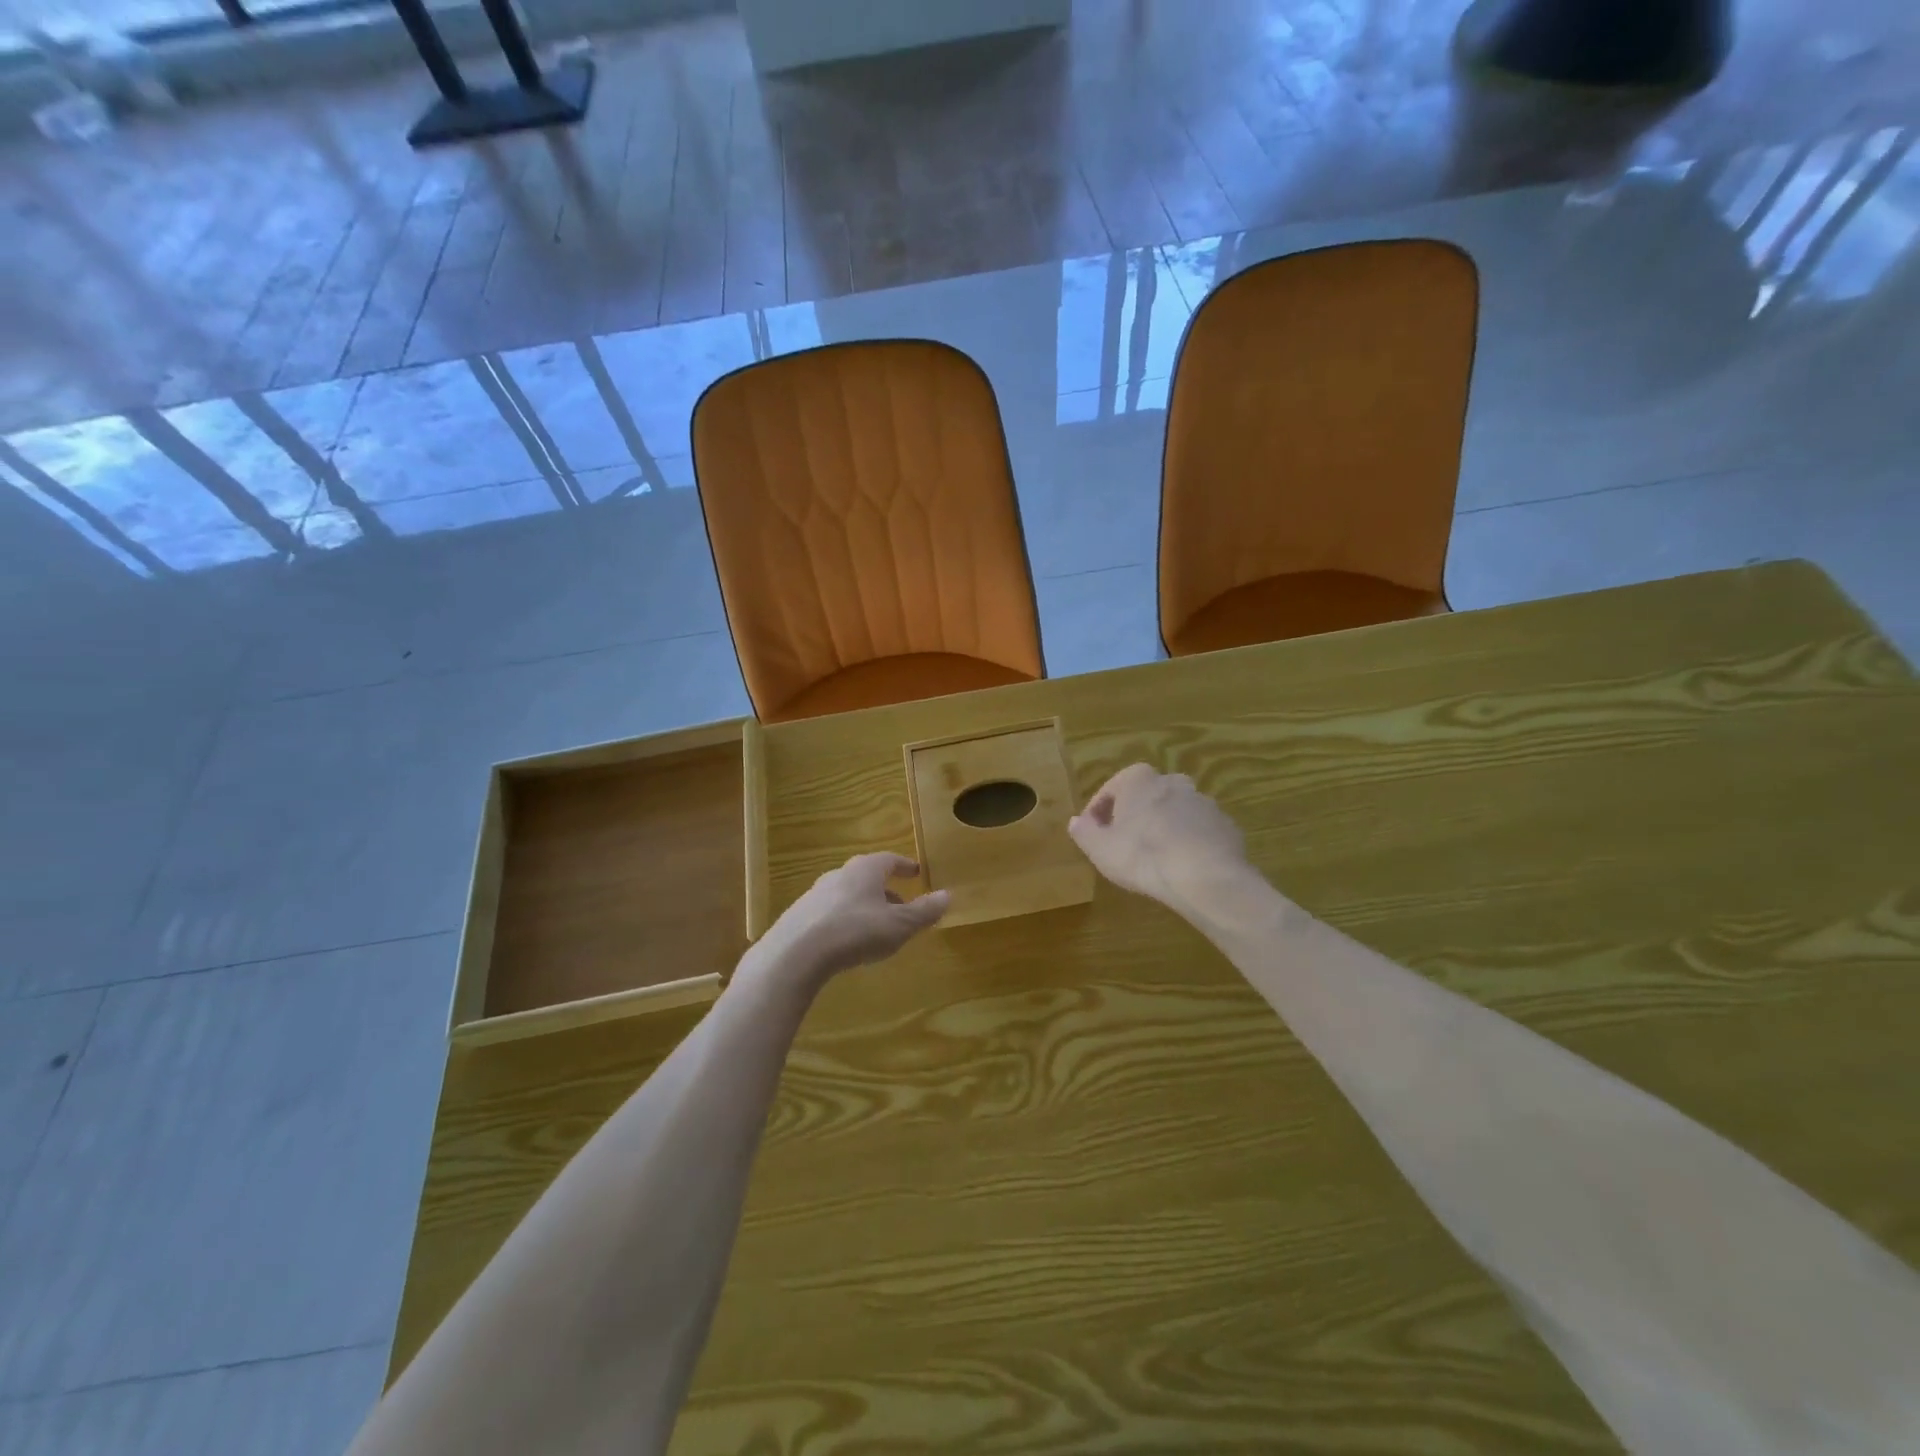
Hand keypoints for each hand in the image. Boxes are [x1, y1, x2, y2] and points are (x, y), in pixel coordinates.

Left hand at [760, 853, 949, 982]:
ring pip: (848, 894)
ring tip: (877, 926)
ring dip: (865, 905)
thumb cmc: (856, 931)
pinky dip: (845, 920)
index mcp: (865, 869)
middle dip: (886, 889)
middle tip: (901, 903)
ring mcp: (816, 894)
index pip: (890, 860)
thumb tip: (948, 895)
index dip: (904, 866)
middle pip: (867, 876)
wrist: (797, 952)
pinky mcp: (799, 916)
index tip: (915, 871)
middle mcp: (840, 874)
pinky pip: (830, 912)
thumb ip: (924, 911)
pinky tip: (848, 941)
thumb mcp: (899, 925)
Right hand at [1068, 764, 1251, 911]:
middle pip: (1145, 797)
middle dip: (1134, 815)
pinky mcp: (1225, 825)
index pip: (1110, 790)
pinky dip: (1188, 842)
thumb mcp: (1100, 849)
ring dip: (1163, 827)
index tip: (1093, 833)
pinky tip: (1182, 866)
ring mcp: (1203, 802)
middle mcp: (1172, 781)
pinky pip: (1198, 831)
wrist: (1205, 876)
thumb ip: (1085, 832)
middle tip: (1124, 843)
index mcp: (1138, 779)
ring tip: (1155, 858)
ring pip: (1174, 812)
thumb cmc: (1143, 856)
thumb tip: (1076, 822)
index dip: (1098, 812)